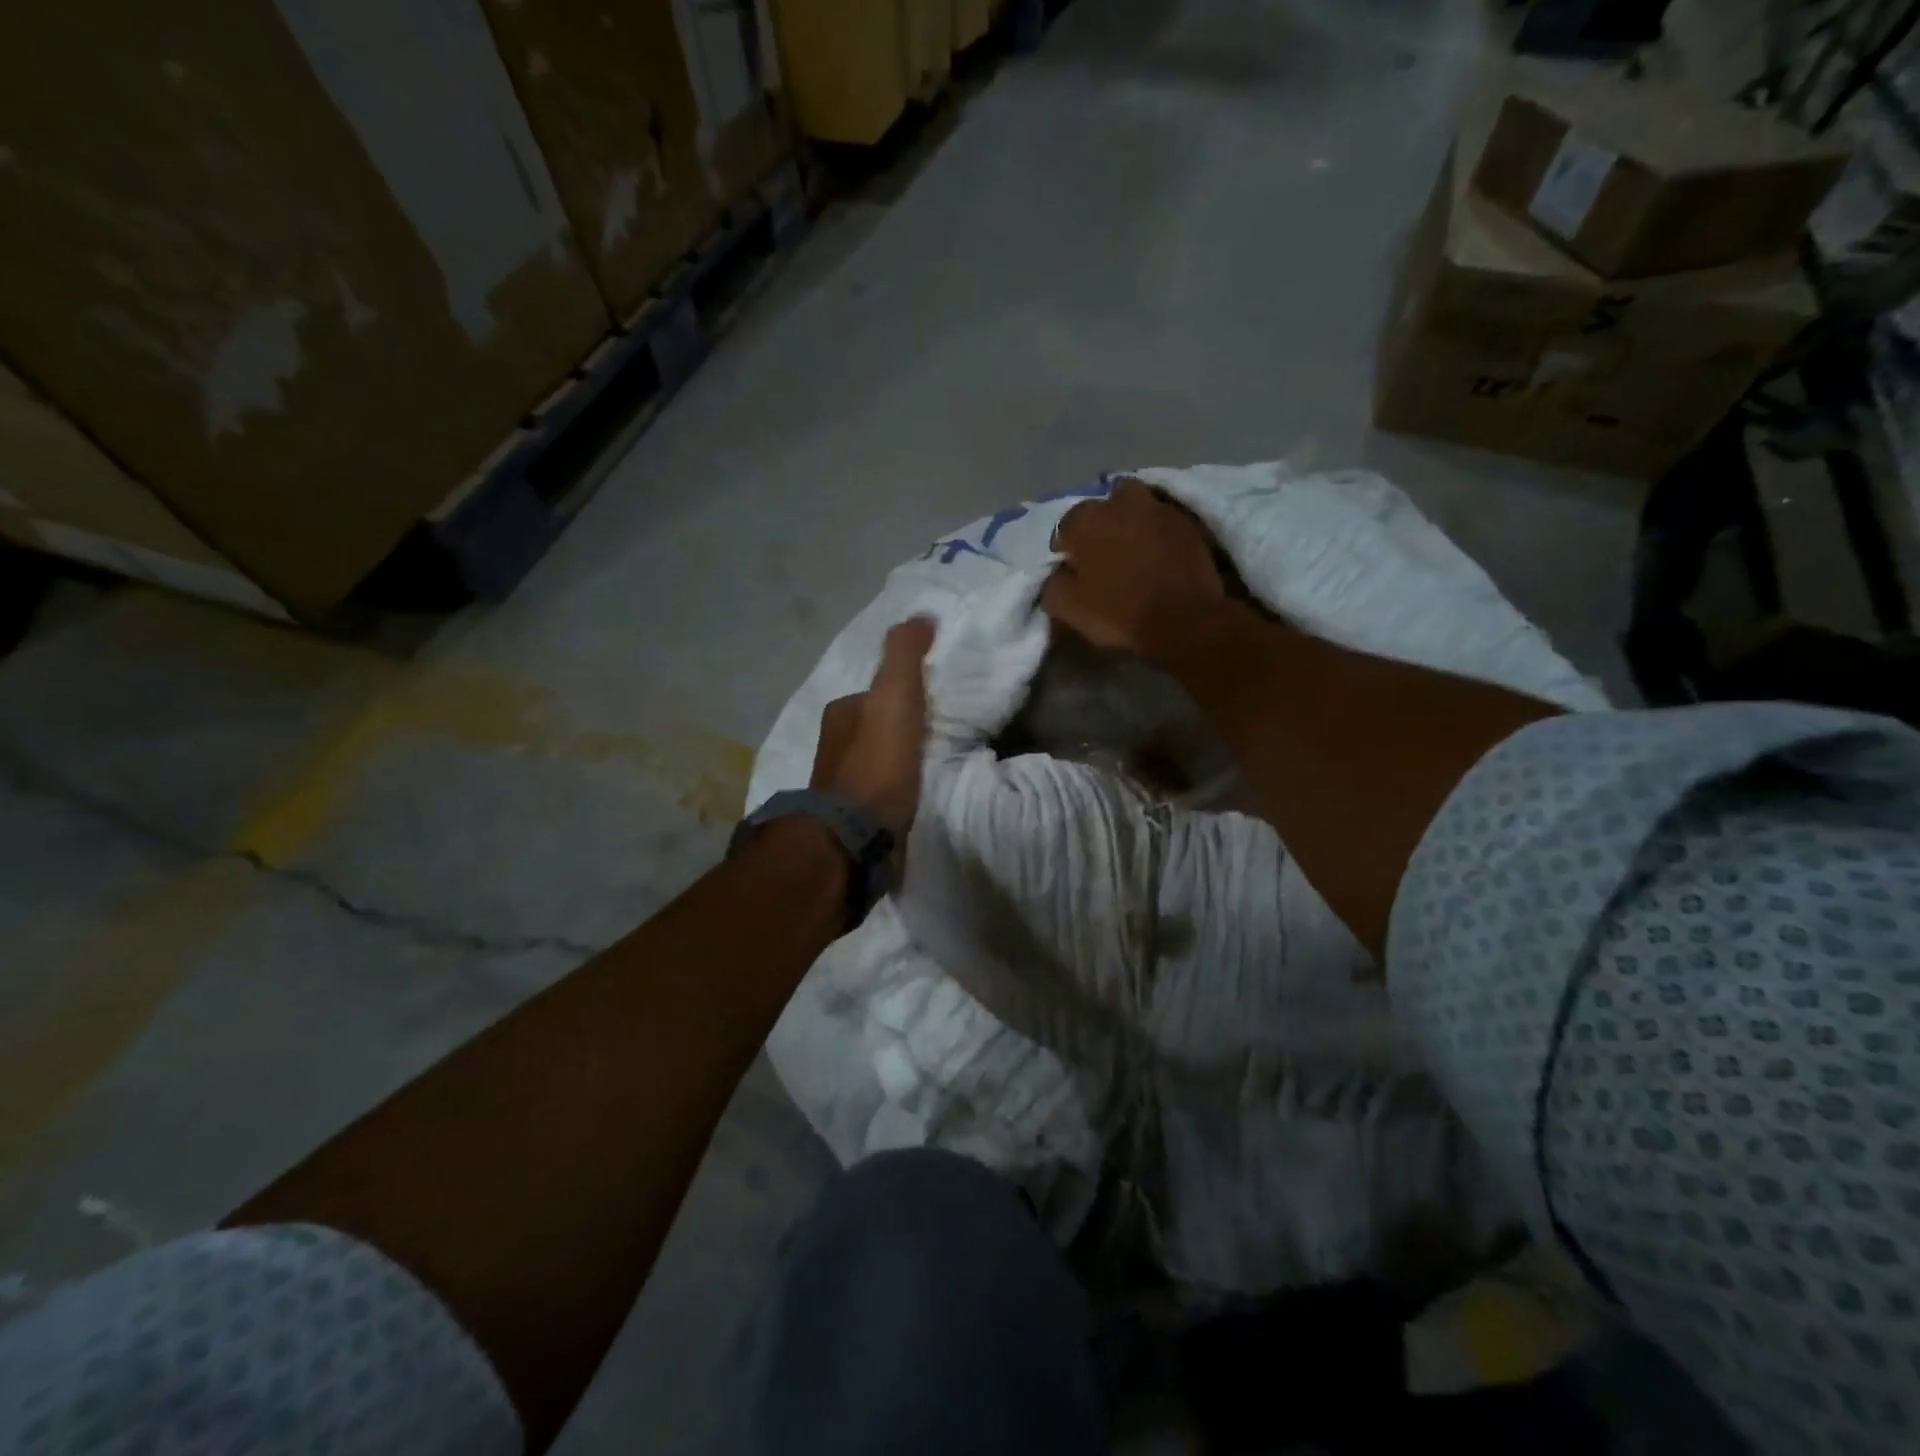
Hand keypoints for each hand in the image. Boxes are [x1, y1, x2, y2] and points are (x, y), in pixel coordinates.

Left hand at [810, 617, 935, 839]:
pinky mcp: (853, 821)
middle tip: (941, 734)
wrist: (854, 838)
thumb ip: (905, 655)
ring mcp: (841, 787)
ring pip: (880, 763)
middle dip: (904, 730)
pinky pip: (884, 794)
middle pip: (878, 729)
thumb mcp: (894, 696)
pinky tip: (919, 797)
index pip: (878, 694)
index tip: (936, 701)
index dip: (906, 694)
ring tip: (937, 767)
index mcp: (841, 715)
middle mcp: (835, 747)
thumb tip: (921, 617)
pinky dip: (900, 791)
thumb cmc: (876, 763)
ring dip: (903, 762)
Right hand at [1041, 480, 1224, 658]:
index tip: (1073, 569)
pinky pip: (1164, 519)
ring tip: (1133, 545)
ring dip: (1131, 520)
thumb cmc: (1118, 613)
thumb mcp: (1066, 607)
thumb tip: (1058, 571)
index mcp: (1085, 520)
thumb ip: (1053, 582)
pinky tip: (1159, 551)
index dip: (1067, 549)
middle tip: (1105, 552)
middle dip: (1101, 524)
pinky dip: (1158, 531)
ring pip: (1136, 505)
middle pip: (1103, 507)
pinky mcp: (1188, 522)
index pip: (1065, 527)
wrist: (1182, 621)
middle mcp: (1120, 503)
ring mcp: (1158, 508)